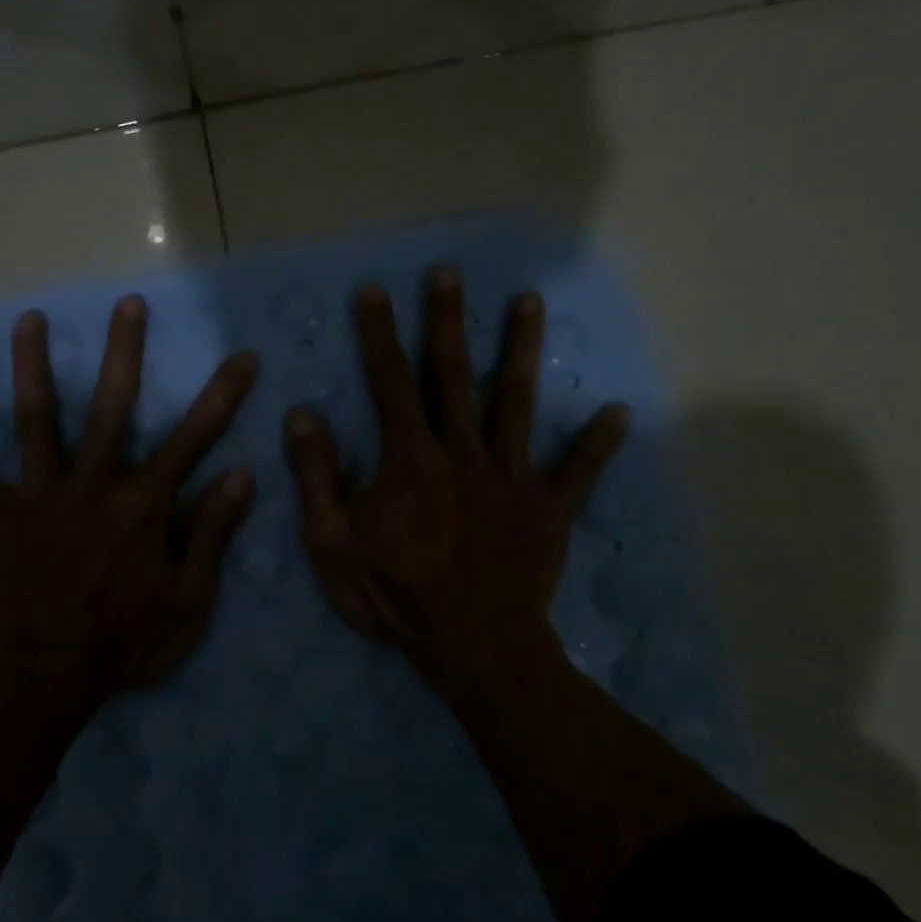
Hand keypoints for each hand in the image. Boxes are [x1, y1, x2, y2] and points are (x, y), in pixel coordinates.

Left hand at [0, 296, 258, 699]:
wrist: (44, 677)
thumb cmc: (125, 642)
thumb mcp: (189, 599)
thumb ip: (213, 532)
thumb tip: (242, 475)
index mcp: (144, 503)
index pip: (194, 438)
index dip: (223, 395)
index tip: (244, 355)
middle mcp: (94, 483)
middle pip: (113, 406)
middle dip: (125, 353)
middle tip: (128, 304)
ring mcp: (40, 494)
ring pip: (37, 420)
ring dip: (33, 368)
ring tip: (29, 320)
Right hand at [284, 268, 627, 703]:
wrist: (473, 647)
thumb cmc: (396, 595)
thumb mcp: (332, 544)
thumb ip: (318, 477)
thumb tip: (302, 415)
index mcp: (410, 459)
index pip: (390, 382)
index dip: (379, 334)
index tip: (374, 291)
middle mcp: (463, 453)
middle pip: (454, 375)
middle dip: (449, 321)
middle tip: (450, 274)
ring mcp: (511, 477)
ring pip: (516, 403)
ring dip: (521, 350)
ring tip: (529, 302)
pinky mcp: (548, 508)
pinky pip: (577, 471)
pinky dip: (597, 443)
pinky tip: (617, 413)